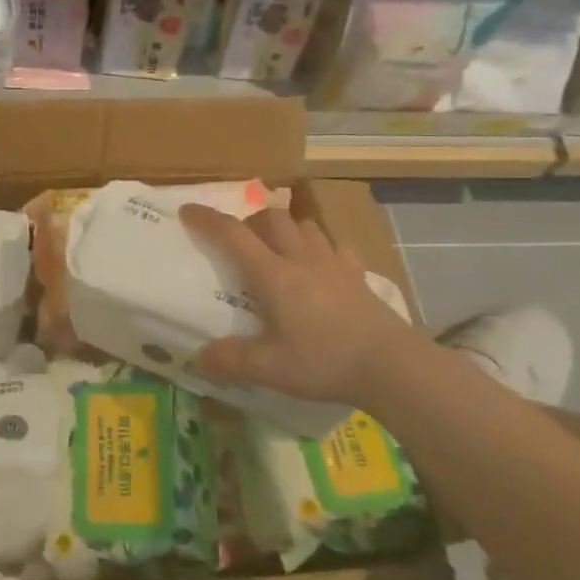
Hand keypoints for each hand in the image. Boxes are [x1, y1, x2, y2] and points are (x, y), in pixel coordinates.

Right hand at [179, 204, 411, 405]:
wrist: (392, 366)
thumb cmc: (325, 362)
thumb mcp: (269, 368)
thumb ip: (230, 360)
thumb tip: (199, 357)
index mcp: (273, 275)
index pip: (233, 235)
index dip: (208, 219)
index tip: (188, 210)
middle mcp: (301, 259)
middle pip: (272, 219)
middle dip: (249, 220)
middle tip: (238, 240)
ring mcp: (334, 265)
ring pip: (305, 226)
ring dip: (285, 228)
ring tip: (277, 248)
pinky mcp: (358, 276)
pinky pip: (337, 246)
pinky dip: (322, 246)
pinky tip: (321, 262)